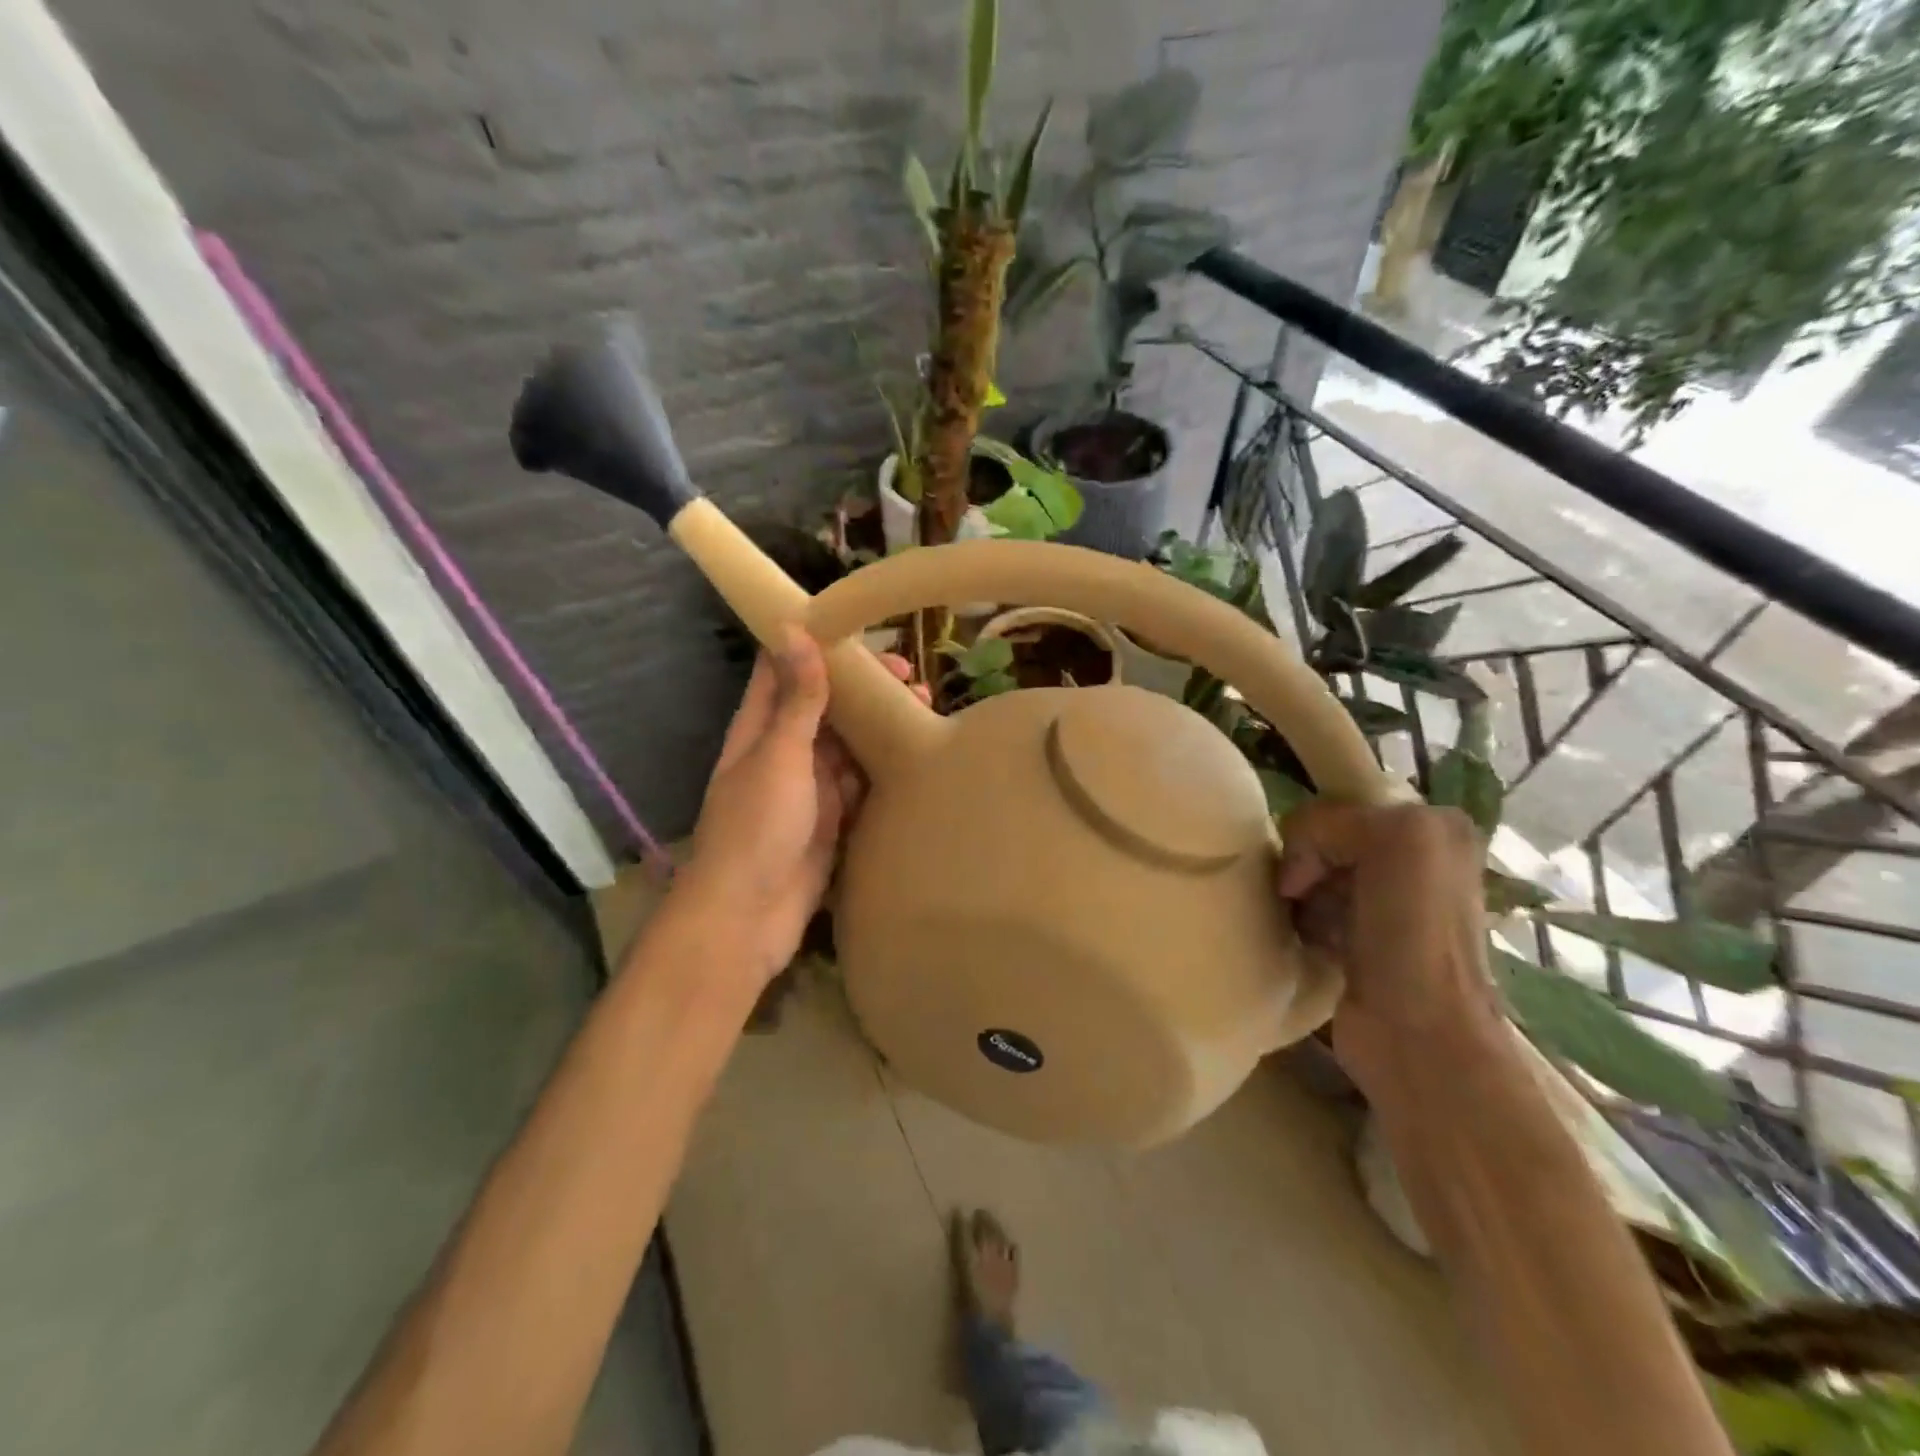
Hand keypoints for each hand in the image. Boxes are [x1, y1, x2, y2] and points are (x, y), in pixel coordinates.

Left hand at [677, 626, 923, 986]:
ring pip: (848, 746)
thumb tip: (794, 628)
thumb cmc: (757, 826)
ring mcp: (809, 789)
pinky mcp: (831, 821)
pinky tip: (914, 760)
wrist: (748, 916)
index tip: (863, 630)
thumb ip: (796, 699)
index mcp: (761, 728)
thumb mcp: (780, 755)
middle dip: (864, 690)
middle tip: (913, 679)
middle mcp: (784, 752)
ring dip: (879, 729)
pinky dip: (883, 770)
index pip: (784, 670)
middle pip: (826, 707)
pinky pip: (860, 786)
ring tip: (925, 713)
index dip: (818, 644)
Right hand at [1275, 801, 1500, 1088]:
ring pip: (1314, 873)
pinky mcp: (1360, 942)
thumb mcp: (1392, 840)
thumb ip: (1331, 822)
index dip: (1316, 831)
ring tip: (1303, 922)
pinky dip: (1299, 919)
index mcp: (1434, 828)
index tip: (1305, 870)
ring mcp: (1387, 904)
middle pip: (1325, 839)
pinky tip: (1306, 940)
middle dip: (1304, 863)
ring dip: (1298, 894)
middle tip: (1298, 896)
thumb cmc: (1412, 933)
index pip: (1343, 805)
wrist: (1418, 1033)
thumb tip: (1293, 867)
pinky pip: (1311, 909)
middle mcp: (1415, 860)